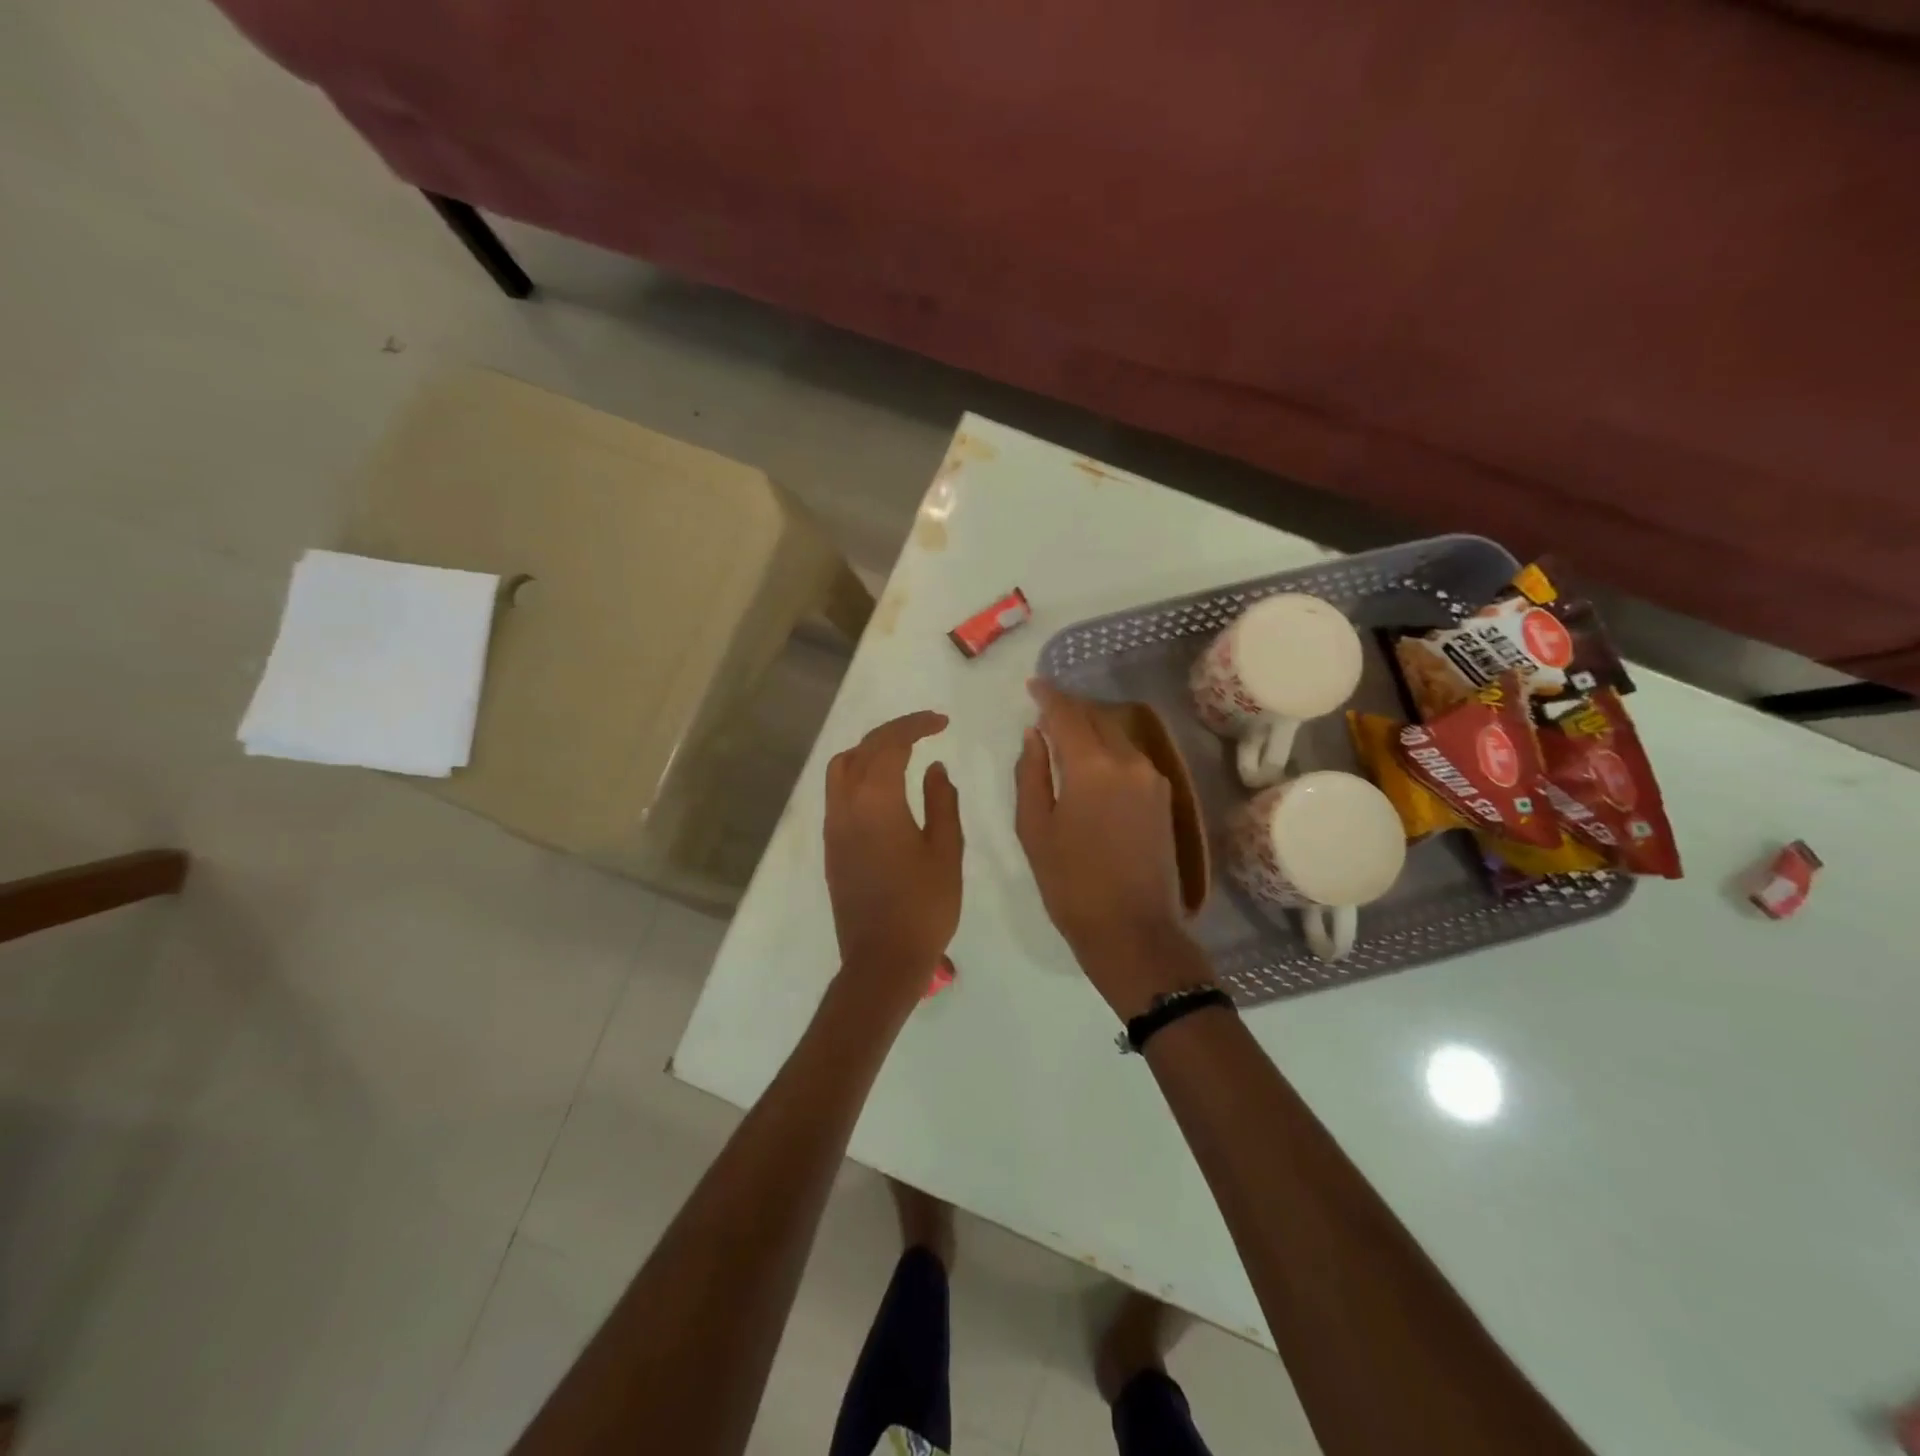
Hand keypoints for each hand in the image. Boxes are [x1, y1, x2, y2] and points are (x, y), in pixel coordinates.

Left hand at [824, 710, 963, 1014]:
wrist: (882, 959)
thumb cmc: (924, 906)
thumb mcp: (946, 851)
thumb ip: (942, 802)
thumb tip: (935, 769)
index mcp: (876, 801)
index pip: (890, 744)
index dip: (916, 725)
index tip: (942, 722)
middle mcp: (846, 805)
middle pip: (862, 749)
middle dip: (894, 732)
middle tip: (927, 729)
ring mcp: (833, 826)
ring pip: (841, 768)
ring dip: (869, 750)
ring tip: (902, 754)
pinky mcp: (831, 846)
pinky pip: (838, 792)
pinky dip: (859, 774)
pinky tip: (884, 788)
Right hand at [1015, 681, 1210, 1018]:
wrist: (1133, 931)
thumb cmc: (1071, 885)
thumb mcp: (1035, 829)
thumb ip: (1031, 773)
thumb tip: (1035, 735)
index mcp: (1093, 767)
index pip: (1067, 714)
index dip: (1048, 696)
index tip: (1033, 685)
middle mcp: (1129, 761)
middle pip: (1097, 718)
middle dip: (1071, 708)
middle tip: (1046, 709)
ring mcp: (1153, 778)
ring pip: (1117, 735)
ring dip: (1092, 727)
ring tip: (1065, 734)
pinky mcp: (1164, 796)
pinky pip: (1131, 757)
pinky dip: (1109, 749)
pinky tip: (1092, 763)